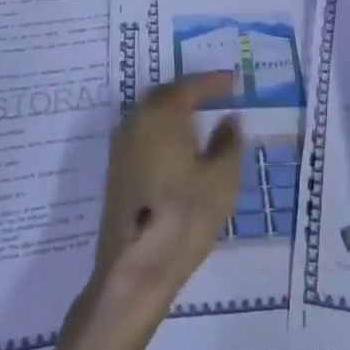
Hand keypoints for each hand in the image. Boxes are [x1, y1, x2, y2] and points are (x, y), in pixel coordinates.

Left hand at [87, 72, 244, 319]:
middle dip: (190, 91)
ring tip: (200, 118)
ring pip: (150, 114)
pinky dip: (162, 130)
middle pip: (164, 94)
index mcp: (161, 115)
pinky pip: (142, 133)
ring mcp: (121, 146)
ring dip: (173, 110)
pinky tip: (178, 146)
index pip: (190, 86)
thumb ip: (228, 142)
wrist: (134, 268)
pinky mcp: (116, 170)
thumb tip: (228, 120)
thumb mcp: (221, 179)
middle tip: (216, 94)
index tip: (233, 80)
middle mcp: (135, 121)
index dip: (213, 82)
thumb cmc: (184, 217)